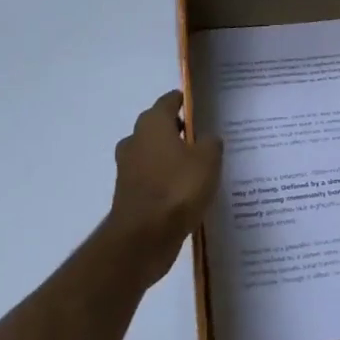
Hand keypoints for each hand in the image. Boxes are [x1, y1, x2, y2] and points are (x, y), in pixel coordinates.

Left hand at [107, 91, 221, 285]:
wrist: (143, 238)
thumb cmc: (177, 188)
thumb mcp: (208, 160)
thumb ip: (211, 143)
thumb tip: (208, 139)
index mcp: (152, 124)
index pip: (169, 101)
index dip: (185, 101)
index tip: (202, 108)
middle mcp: (135, 140)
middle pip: (160, 127)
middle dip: (179, 130)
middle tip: (205, 139)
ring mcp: (128, 168)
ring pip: (155, 154)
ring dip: (172, 157)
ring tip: (198, 168)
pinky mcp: (128, 194)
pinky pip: (152, 178)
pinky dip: (166, 180)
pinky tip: (186, 191)